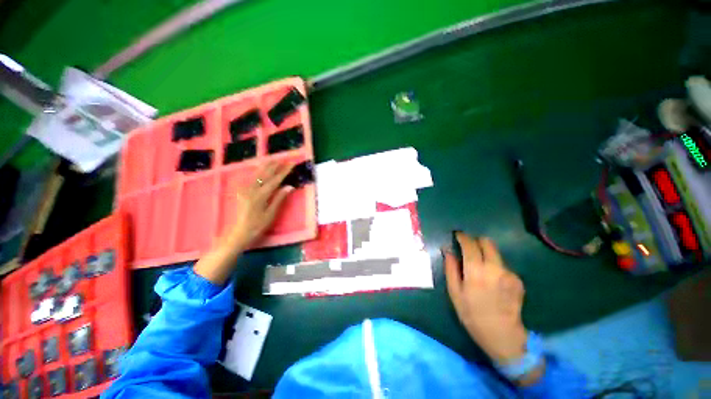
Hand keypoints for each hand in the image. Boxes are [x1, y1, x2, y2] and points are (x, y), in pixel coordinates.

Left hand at [194, 161, 293, 284]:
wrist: (237, 233)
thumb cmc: (257, 226)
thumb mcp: (270, 214)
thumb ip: (279, 199)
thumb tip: (289, 186)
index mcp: (261, 195)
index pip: (276, 180)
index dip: (284, 171)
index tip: (292, 164)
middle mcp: (252, 189)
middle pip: (265, 173)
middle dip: (275, 165)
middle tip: (283, 158)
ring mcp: (245, 189)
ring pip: (256, 173)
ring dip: (265, 165)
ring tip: (272, 159)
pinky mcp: (241, 191)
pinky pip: (250, 177)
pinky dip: (257, 171)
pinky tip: (259, 168)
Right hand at [443, 233, 527, 363]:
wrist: (502, 335)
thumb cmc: (472, 314)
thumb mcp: (455, 292)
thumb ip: (450, 268)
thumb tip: (447, 250)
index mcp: (476, 271)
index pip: (470, 244)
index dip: (462, 236)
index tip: (457, 235)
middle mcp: (495, 268)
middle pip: (487, 242)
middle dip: (476, 241)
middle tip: (468, 248)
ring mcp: (509, 273)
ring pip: (495, 253)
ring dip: (485, 255)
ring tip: (480, 269)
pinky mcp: (518, 280)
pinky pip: (503, 266)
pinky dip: (495, 267)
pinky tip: (492, 281)